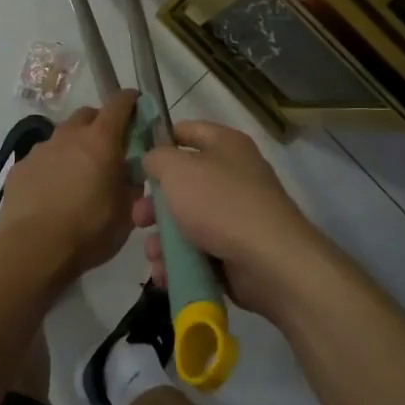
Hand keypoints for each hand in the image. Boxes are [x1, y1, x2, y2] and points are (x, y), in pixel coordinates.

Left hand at [0, 89, 140, 283]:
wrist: (32, 250)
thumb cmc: (88, 230)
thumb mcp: (126, 213)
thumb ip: (131, 185)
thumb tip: (130, 172)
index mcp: (101, 141)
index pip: (119, 105)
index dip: (130, 102)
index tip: (136, 106)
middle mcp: (69, 136)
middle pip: (87, 115)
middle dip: (100, 123)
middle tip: (108, 147)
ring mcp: (40, 150)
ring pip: (62, 137)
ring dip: (73, 146)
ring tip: (77, 175)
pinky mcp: (20, 168)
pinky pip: (41, 159)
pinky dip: (51, 167)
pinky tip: (51, 192)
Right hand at [136, 119, 330, 320]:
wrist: (270, 262)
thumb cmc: (220, 204)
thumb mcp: (177, 170)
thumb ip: (157, 158)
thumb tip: (153, 161)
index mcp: (226, 145)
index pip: (187, 131)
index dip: (160, 141)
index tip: (135, 160)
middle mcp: (233, 175)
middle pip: (183, 183)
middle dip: (156, 204)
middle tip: (139, 219)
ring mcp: (236, 214)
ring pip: (187, 221)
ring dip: (163, 239)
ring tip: (153, 255)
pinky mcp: (236, 249)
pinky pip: (199, 251)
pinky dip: (180, 261)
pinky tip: (165, 274)